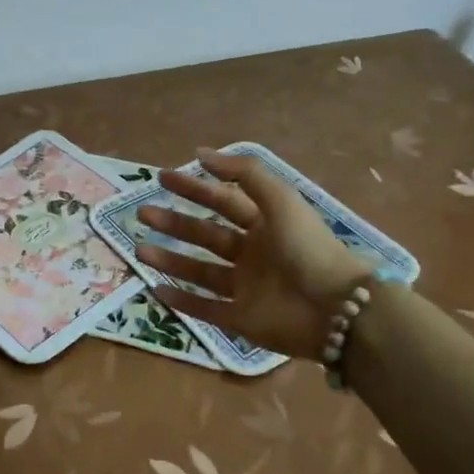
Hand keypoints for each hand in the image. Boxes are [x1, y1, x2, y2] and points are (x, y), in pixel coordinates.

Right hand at [136, 150, 368, 359]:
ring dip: (170, 259)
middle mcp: (253, 254)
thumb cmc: (307, 247)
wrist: (334, 308)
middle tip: (143, 213)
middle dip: (174, 223)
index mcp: (265, 224)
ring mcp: (246, 288)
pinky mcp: (241, 319)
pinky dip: (182, 301)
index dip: (194, 188)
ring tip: (139, 250)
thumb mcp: (279, 199)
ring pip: (200, 271)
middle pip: (206, 235)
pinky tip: (156, 289)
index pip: (223, 201)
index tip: (163, 178)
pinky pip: (206, 309)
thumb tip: (200, 153)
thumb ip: (243, 174)